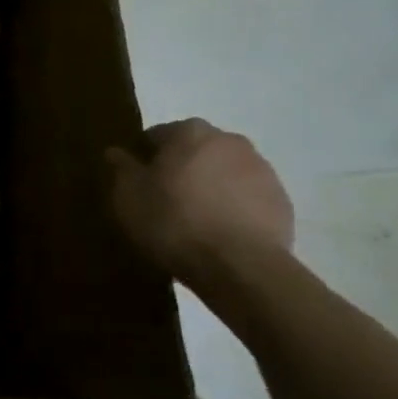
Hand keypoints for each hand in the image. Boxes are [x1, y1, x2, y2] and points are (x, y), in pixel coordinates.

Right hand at [107, 119, 293, 283]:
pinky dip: (233, 208)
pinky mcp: (281, 201)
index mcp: (190, 132)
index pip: (156, 136)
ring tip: (194, 222)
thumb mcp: (129, 196)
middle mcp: (229, 140)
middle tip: (164, 202)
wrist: (240, 266)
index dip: (143, 159)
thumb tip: (116, 152)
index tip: (136, 184)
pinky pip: (247, 198)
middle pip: (194, 151)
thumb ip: (121, 168)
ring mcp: (262, 170)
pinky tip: (220, 234)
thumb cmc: (173, 221)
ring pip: (223, 173)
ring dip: (209, 187)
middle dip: (180, 169)